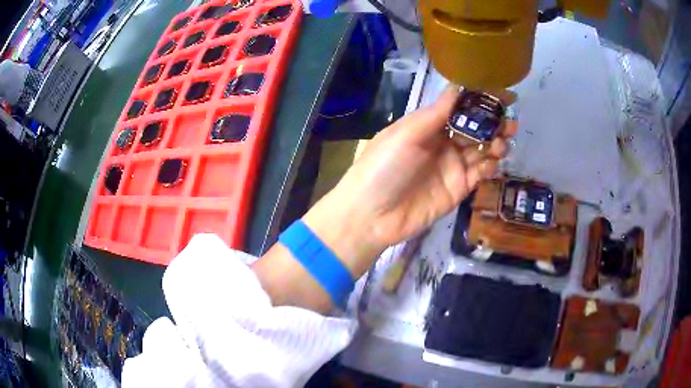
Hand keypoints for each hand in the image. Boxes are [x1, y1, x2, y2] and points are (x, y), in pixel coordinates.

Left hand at [303, 86, 516, 276]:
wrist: (372, 215)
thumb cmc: (384, 167)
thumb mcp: (406, 134)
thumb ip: (436, 113)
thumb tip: (458, 87)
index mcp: (427, 125)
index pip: (459, 107)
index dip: (479, 100)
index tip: (503, 94)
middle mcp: (442, 143)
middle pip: (474, 128)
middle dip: (493, 122)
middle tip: (511, 121)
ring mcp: (451, 166)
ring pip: (481, 150)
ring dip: (496, 143)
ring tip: (505, 140)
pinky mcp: (458, 189)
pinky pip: (479, 173)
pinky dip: (490, 166)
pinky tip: (494, 161)